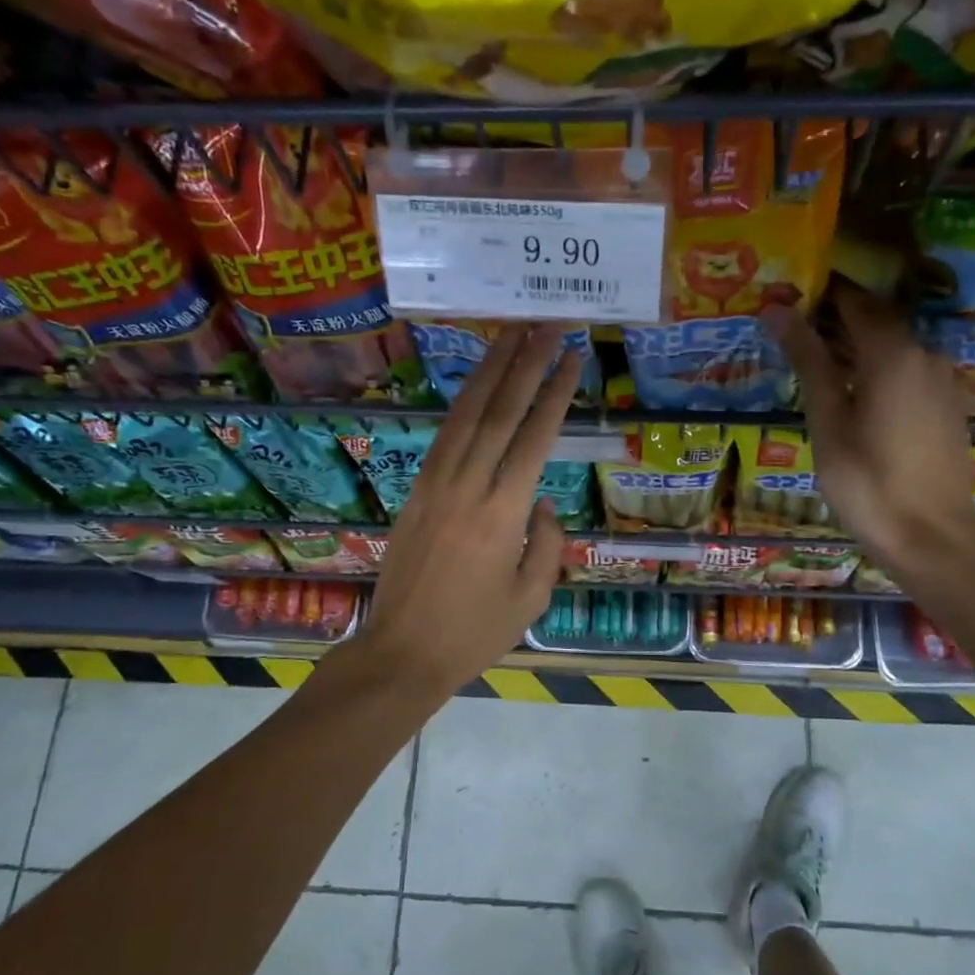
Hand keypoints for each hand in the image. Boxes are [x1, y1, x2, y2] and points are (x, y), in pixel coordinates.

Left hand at [346, 325, 580, 696]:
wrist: (402, 651)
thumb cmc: (475, 632)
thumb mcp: (531, 597)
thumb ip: (548, 544)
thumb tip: (544, 503)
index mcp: (503, 512)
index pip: (535, 436)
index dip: (555, 391)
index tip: (572, 355)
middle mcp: (468, 486)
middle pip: (499, 410)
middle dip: (526, 362)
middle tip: (546, 324)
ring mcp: (435, 484)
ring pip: (466, 414)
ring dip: (489, 369)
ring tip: (511, 333)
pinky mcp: (415, 491)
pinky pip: (445, 435)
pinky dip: (463, 403)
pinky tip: (477, 384)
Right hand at [764, 292, 974, 568]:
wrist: (931, 536)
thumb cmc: (867, 481)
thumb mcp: (827, 421)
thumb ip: (808, 361)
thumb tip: (778, 309)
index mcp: (891, 353)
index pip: (854, 302)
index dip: (822, 295)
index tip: (790, 297)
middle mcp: (925, 353)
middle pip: (878, 321)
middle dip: (839, 320)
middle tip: (798, 331)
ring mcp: (943, 379)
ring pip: (896, 347)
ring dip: (860, 347)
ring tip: (822, 364)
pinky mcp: (949, 404)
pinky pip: (911, 370)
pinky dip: (881, 370)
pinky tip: (858, 395)